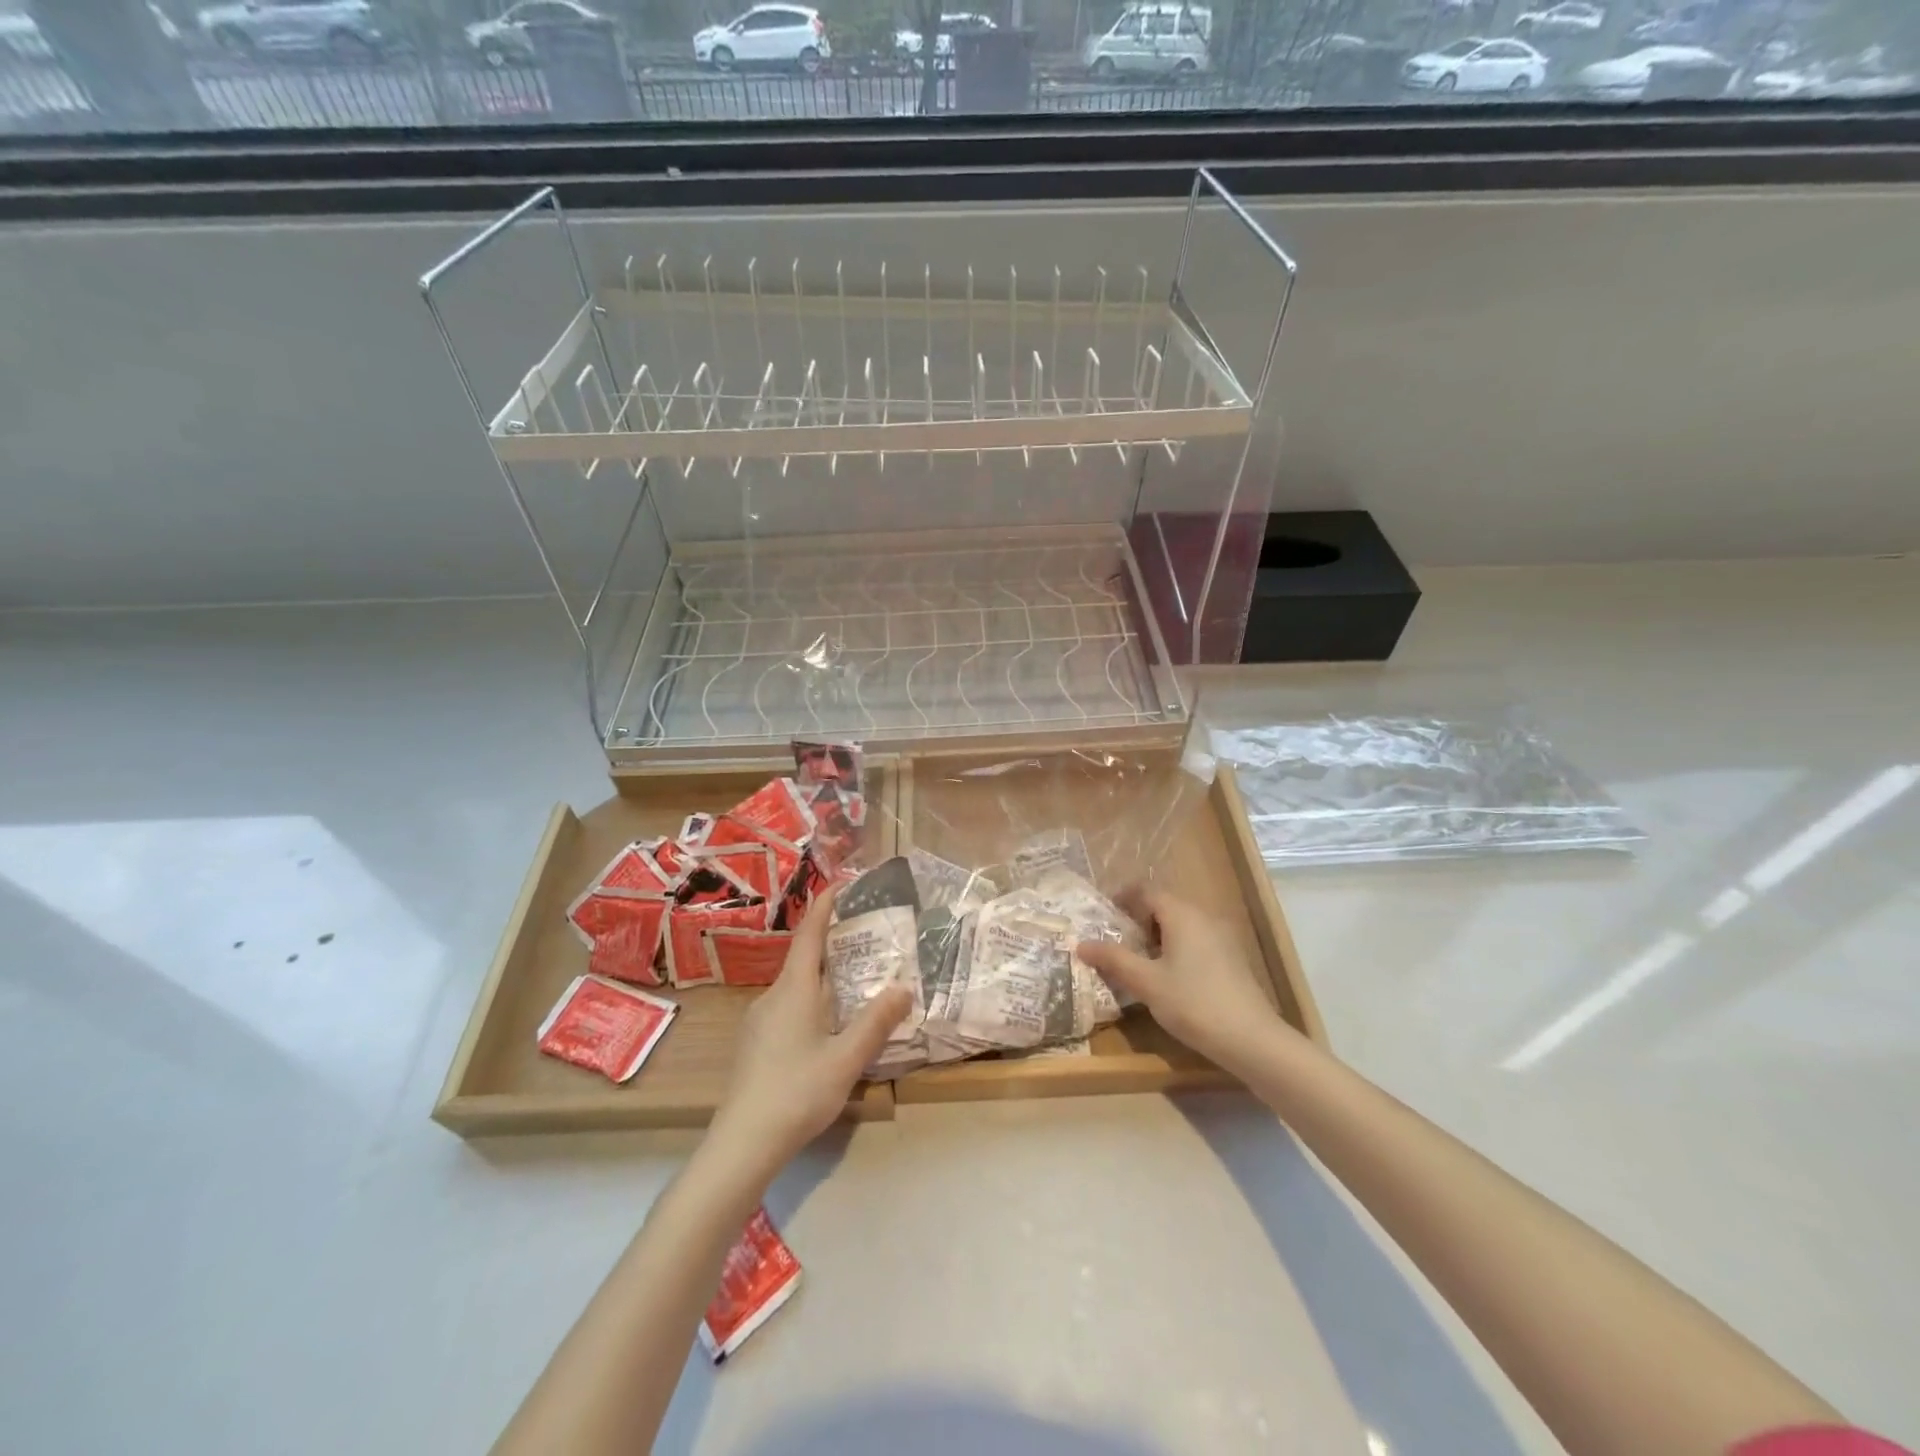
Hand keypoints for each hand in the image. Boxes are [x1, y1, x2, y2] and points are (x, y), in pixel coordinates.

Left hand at [710, 890, 910, 1175]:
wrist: (742, 1144)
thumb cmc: (797, 1092)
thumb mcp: (846, 1059)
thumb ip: (876, 1022)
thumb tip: (904, 987)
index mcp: (794, 990)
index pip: (809, 934)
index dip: (824, 906)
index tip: (841, 885)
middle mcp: (773, 996)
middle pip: (803, 959)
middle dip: (831, 943)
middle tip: (865, 936)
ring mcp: (759, 1021)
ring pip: (795, 986)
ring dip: (823, 976)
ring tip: (854, 981)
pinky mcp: (755, 1044)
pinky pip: (787, 1007)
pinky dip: (811, 1000)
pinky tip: (827, 1024)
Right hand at [1077, 887, 1293, 1075]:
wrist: (1252, 1039)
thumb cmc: (1193, 1003)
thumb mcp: (1146, 982)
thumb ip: (1113, 959)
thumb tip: (1081, 944)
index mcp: (1181, 914)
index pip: (1146, 890)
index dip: (1122, 897)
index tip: (1103, 915)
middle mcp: (1203, 917)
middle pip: (1164, 905)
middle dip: (1137, 918)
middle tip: (1115, 940)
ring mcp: (1221, 937)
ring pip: (1181, 924)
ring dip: (1156, 935)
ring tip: (1136, 960)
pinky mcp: (1231, 958)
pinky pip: (1195, 940)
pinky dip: (1175, 947)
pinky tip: (1167, 975)